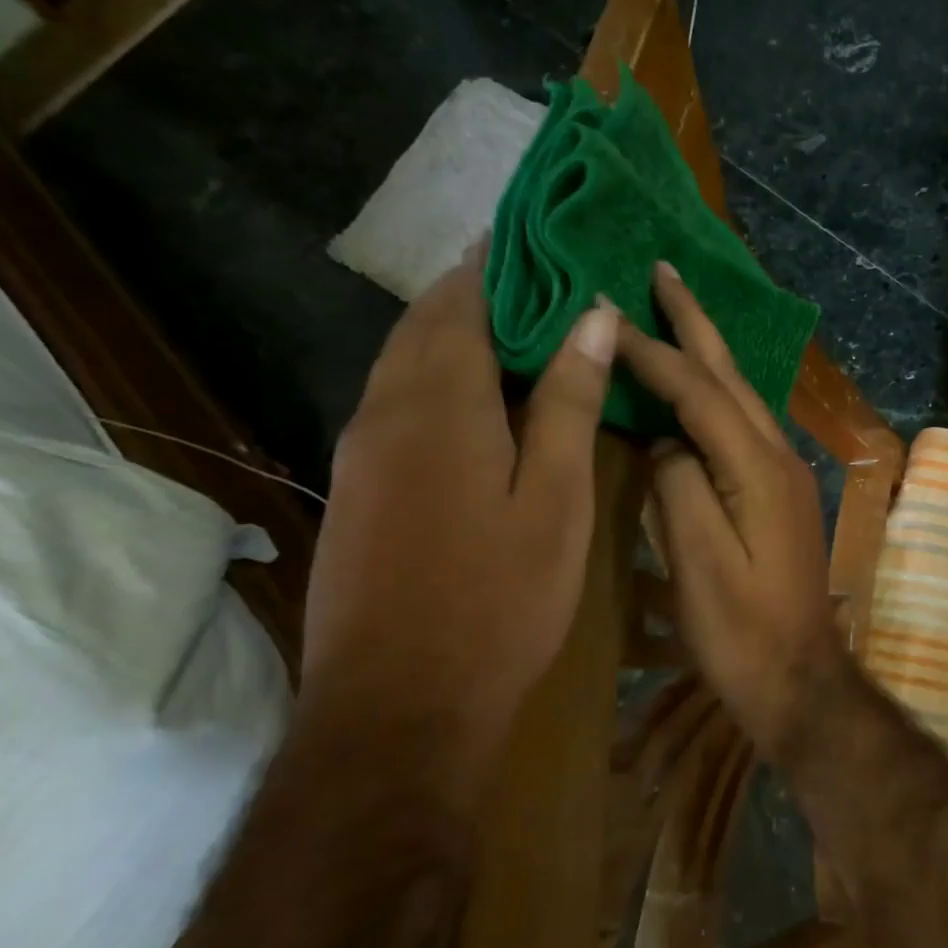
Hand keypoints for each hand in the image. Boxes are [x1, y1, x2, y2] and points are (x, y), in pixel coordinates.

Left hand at [298, 246, 618, 787]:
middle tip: (544, 283)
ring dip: (457, 338)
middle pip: (425, 325)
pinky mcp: (357, 492)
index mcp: (439, 403)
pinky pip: (398, 408)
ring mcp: (361, 454)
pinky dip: (440, 385)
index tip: (543, 240)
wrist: (401, 706)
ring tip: (523, 336)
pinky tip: (482, 408)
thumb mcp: (555, 500)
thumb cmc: (499, 599)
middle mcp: (384, 412)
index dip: (499, 263)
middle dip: (478, 293)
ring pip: (406, 366)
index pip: (462, 299)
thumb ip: (568, 403)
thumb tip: (591, 316)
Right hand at [617, 262, 852, 758]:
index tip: (608, 312)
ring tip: (677, 311)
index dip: (654, 352)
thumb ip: (681, 488)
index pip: (699, 392)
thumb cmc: (742, 630)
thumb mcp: (699, 564)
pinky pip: (745, 425)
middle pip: (732, 377)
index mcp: (758, 470)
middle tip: (665, 269)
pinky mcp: (781, 494)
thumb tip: (668, 442)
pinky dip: (718, 393)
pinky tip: (701, 387)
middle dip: (697, 323)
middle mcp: (779, 458)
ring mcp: (786, 475)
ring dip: (709, 351)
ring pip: (743, 397)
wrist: (798, 676)